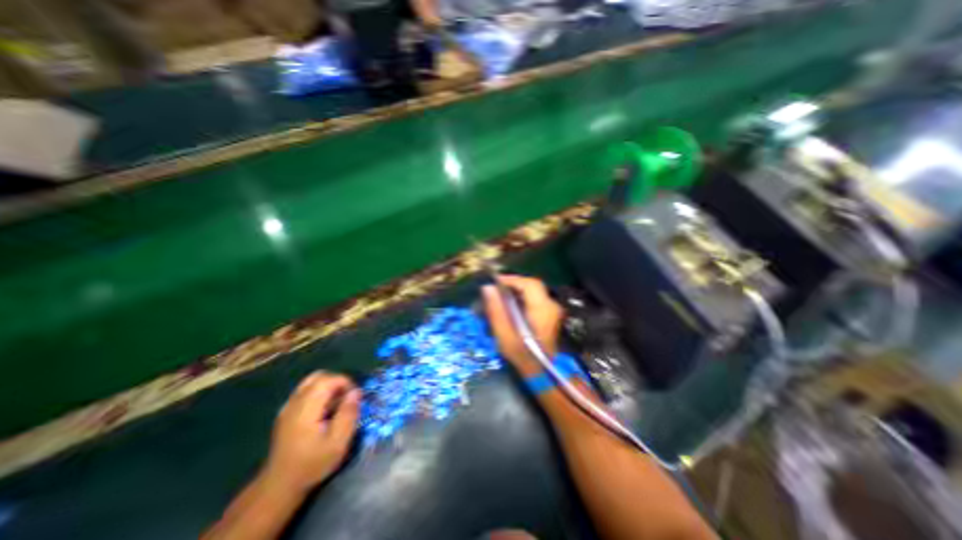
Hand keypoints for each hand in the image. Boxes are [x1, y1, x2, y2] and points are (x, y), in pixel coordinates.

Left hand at [263, 371, 359, 492]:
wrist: (279, 487)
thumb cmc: (312, 464)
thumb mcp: (338, 443)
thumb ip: (348, 414)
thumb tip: (356, 392)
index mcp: (306, 409)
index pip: (327, 380)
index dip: (345, 382)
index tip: (354, 396)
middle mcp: (294, 403)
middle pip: (318, 376)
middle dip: (337, 382)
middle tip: (346, 398)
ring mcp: (287, 407)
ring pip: (311, 382)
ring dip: (328, 387)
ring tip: (336, 404)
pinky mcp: (286, 413)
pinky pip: (305, 391)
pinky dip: (319, 393)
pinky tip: (324, 411)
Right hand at [481, 274, 565, 374]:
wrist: (542, 372)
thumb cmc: (522, 356)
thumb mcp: (504, 336)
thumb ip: (496, 310)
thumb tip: (487, 288)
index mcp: (542, 310)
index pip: (529, 284)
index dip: (512, 279)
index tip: (495, 281)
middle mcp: (551, 306)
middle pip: (533, 284)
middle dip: (514, 283)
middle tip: (497, 288)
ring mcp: (553, 309)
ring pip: (534, 290)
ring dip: (518, 289)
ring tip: (502, 294)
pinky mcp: (550, 313)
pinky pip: (536, 297)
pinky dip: (523, 295)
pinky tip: (512, 303)